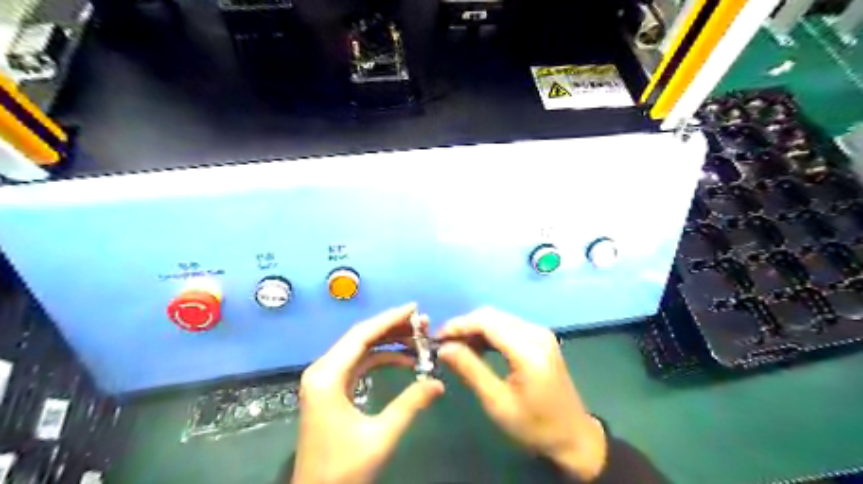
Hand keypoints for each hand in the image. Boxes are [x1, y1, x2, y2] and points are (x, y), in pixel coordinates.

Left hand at [296, 303, 443, 481]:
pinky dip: (380, 358)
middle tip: (422, 323)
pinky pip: (358, 364)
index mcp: (327, 376)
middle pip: (360, 337)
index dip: (389, 319)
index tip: (415, 308)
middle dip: (392, 328)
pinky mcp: (331, 389)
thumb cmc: (343, 469)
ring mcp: (325, 379)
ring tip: (417, 338)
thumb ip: (410, 405)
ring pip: (360, 349)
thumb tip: (439, 383)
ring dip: (388, 342)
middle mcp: (322, 370)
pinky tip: (403, 359)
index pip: (362, 335)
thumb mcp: (380, 436)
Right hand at [438, 307, 605, 481]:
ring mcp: (540, 333)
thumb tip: (444, 348)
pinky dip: (489, 332)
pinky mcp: (540, 338)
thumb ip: (470, 370)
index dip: (459, 325)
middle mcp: (536, 333)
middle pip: (491, 315)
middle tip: (444, 344)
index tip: (437, 337)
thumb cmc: (535, 425)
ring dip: (475, 328)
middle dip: (465, 325)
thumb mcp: (498, 403)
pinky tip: (477, 347)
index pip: (486, 322)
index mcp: (528, 350)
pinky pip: (508, 325)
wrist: (573, 436)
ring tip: (456, 347)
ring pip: (498, 318)